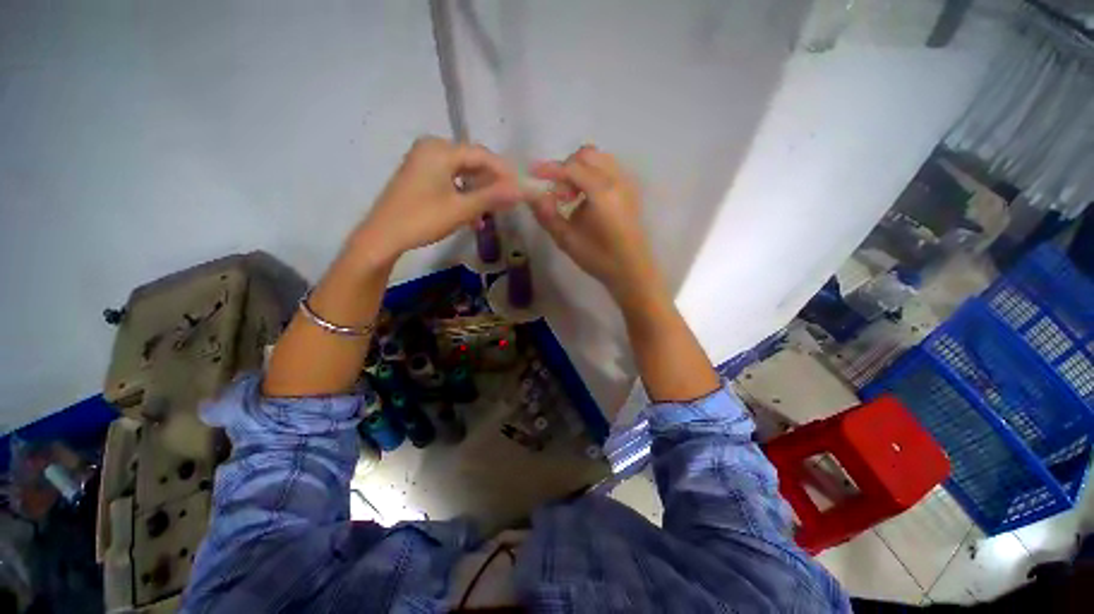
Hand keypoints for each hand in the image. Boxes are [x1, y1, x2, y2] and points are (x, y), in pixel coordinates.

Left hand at [352, 137, 521, 261]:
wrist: (383, 236)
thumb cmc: (423, 219)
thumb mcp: (461, 209)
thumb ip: (493, 197)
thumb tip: (522, 191)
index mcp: (440, 150)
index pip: (482, 155)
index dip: (504, 171)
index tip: (521, 187)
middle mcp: (431, 148)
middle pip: (472, 162)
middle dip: (492, 183)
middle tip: (510, 200)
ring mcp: (424, 162)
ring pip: (462, 173)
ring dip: (479, 192)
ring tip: (494, 210)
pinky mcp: (420, 176)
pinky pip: (450, 180)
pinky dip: (464, 195)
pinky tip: (474, 216)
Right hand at [527, 145, 659, 298]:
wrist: (632, 271)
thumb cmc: (600, 258)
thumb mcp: (567, 240)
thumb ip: (547, 215)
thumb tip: (531, 195)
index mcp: (602, 192)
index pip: (571, 167)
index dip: (549, 168)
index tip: (531, 173)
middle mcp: (617, 181)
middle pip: (587, 155)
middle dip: (566, 168)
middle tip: (558, 194)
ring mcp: (626, 184)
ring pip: (599, 161)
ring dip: (580, 171)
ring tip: (571, 197)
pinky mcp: (630, 192)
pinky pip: (608, 171)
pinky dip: (592, 176)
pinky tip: (586, 201)